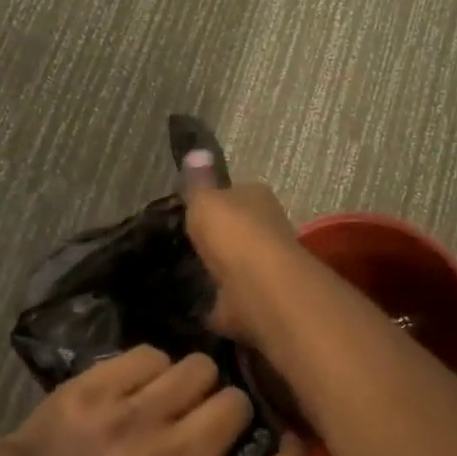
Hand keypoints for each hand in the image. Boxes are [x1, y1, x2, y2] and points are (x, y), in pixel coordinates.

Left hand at [0, 345, 308, 455]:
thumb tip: (274, 436)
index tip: (290, 440)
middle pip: (237, 403)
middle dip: (225, 407)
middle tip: (199, 418)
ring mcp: (130, 424)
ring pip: (200, 368)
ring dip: (190, 381)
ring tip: (165, 399)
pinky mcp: (98, 390)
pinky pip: (155, 355)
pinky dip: (150, 369)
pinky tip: (131, 390)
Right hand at [178, 166, 305, 343]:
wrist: (257, 287)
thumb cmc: (233, 233)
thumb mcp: (205, 199)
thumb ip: (198, 181)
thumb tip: (196, 152)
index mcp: (258, 197)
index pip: (237, 192)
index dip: (217, 199)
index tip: (194, 210)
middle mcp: (269, 228)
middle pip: (241, 229)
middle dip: (221, 237)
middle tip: (187, 244)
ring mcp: (266, 267)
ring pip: (238, 264)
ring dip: (221, 271)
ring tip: (188, 273)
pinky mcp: (257, 300)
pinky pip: (232, 299)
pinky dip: (219, 302)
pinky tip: (197, 303)